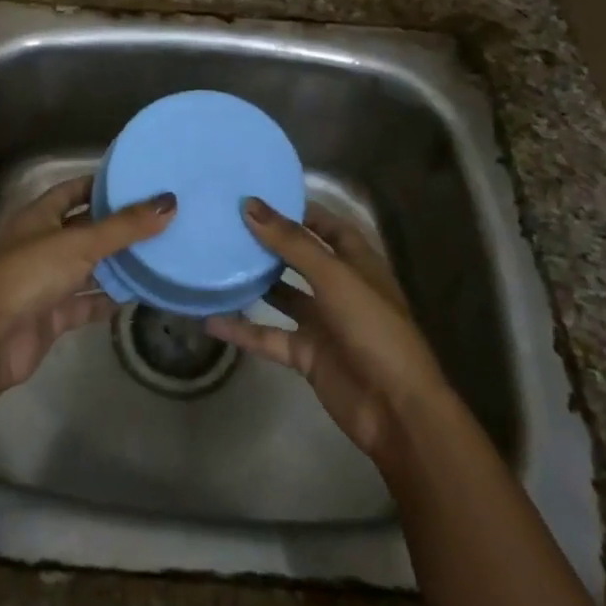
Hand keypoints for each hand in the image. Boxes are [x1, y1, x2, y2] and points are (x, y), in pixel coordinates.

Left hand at [0, 176, 172, 418]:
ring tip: (158, 254)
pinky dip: (108, 299)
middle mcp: (41, 244)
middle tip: (159, 219)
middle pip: (84, 229)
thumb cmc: (31, 274)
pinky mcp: (53, 314)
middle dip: (116, 226)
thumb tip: (169, 202)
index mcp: (38, 216)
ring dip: (116, 264)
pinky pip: (87, 301)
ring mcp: (46, 281)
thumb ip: (125, 226)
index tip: (136, 182)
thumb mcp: (80, 243)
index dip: (100, 185)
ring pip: (88, 267)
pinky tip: (139, 295)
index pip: (72, 190)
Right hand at [207, 199, 450, 473]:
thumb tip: (249, 204)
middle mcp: (339, 288)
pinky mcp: (306, 354)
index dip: (298, 210)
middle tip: (227, 223)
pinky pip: (269, 336)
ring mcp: (323, 323)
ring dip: (254, 282)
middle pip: (300, 257)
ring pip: (282, 295)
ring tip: (215, 261)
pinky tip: (210, 319)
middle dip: (269, 242)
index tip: (258, 195)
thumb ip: (291, 242)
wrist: (395, 410)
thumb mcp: (333, 277)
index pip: (327, 225)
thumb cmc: (373, 329)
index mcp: (357, 263)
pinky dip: (242, 330)